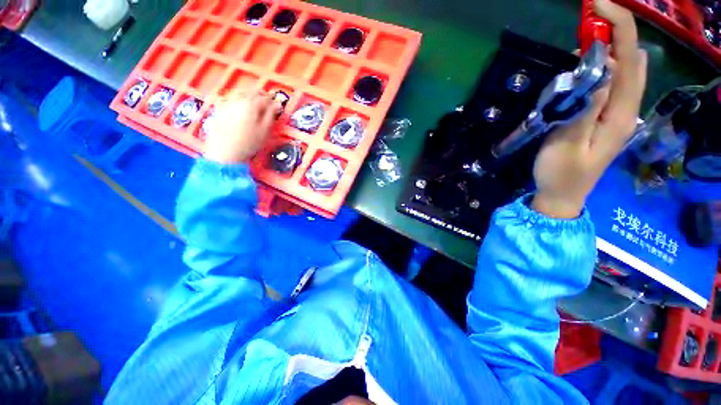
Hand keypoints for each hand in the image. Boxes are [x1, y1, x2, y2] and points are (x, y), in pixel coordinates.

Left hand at [203, 91, 281, 163]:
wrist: (226, 151)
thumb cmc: (249, 143)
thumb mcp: (265, 130)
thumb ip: (271, 115)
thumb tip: (277, 104)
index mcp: (251, 104)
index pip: (265, 97)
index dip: (273, 99)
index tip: (278, 100)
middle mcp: (238, 100)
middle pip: (252, 92)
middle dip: (261, 94)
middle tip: (268, 98)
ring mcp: (226, 103)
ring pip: (240, 92)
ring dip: (249, 93)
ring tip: (255, 98)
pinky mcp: (218, 109)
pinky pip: (227, 97)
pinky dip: (235, 96)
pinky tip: (237, 100)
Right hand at [532, 0, 647, 218]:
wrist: (562, 196)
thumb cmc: (560, 174)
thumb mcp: (568, 143)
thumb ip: (587, 108)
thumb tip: (600, 70)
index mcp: (621, 114)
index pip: (630, 61)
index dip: (619, 28)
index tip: (598, 5)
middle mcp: (627, 109)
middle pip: (634, 60)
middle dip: (617, 33)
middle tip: (588, 23)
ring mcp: (618, 114)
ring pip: (625, 71)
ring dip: (609, 49)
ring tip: (584, 42)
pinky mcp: (607, 118)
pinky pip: (613, 84)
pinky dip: (603, 67)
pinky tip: (586, 69)